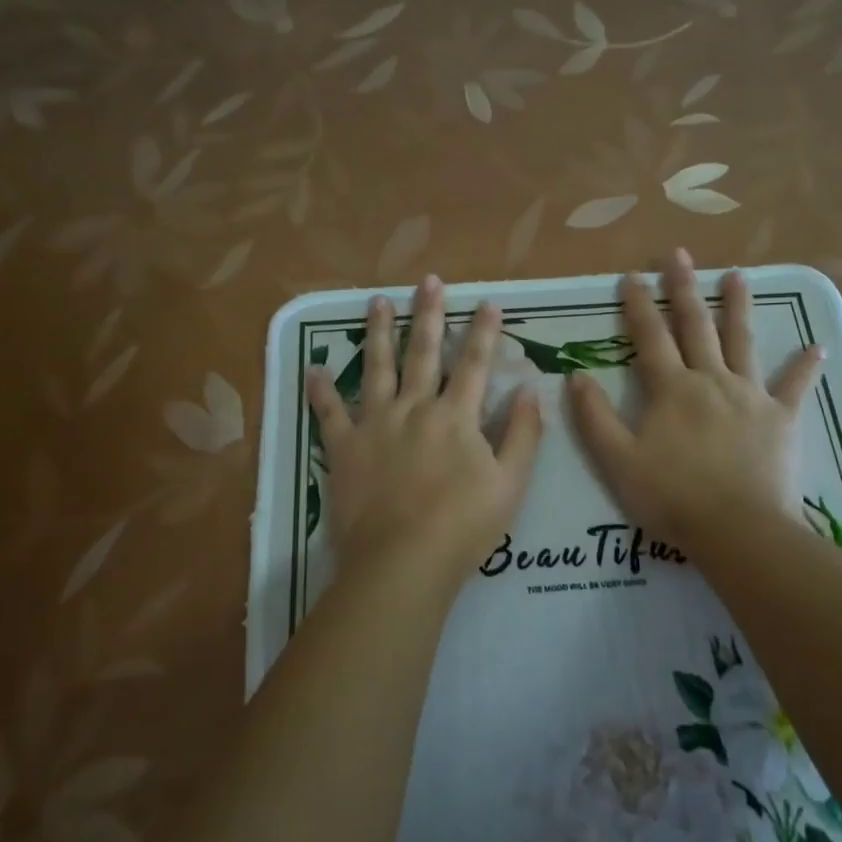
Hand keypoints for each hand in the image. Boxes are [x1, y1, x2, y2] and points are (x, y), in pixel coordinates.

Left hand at [307, 275, 542, 579]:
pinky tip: (313, 368)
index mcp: (455, 416)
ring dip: (378, 333)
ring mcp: (375, 425)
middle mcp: (414, 408)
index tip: (487, 301)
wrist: (402, 561)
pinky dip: (321, 390)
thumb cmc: (463, 526)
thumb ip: (522, 435)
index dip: (483, 331)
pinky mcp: (344, 447)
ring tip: (376, 301)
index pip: (474, 364)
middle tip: (428, 280)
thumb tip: (527, 391)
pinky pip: (329, 412)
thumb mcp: (511, 484)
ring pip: (376, 368)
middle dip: (428, 314)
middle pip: (423, 353)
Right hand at [567, 249, 823, 547]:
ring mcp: (750, 396)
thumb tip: (576, 376)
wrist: (738, 529)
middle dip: (684, 288)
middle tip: (679, 254)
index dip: (637, 305)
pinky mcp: (781, 418)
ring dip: (738, 307)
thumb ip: (595, 418)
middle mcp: (710, 380)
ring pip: (742, 342)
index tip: (631, 275)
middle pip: (696, 326)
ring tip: (739, 275)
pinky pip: (795, 386)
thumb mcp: (618, 461)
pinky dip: (805, 366)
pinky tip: (818, 346)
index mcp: (671, 389)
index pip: (649, 337)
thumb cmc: (672, 497)